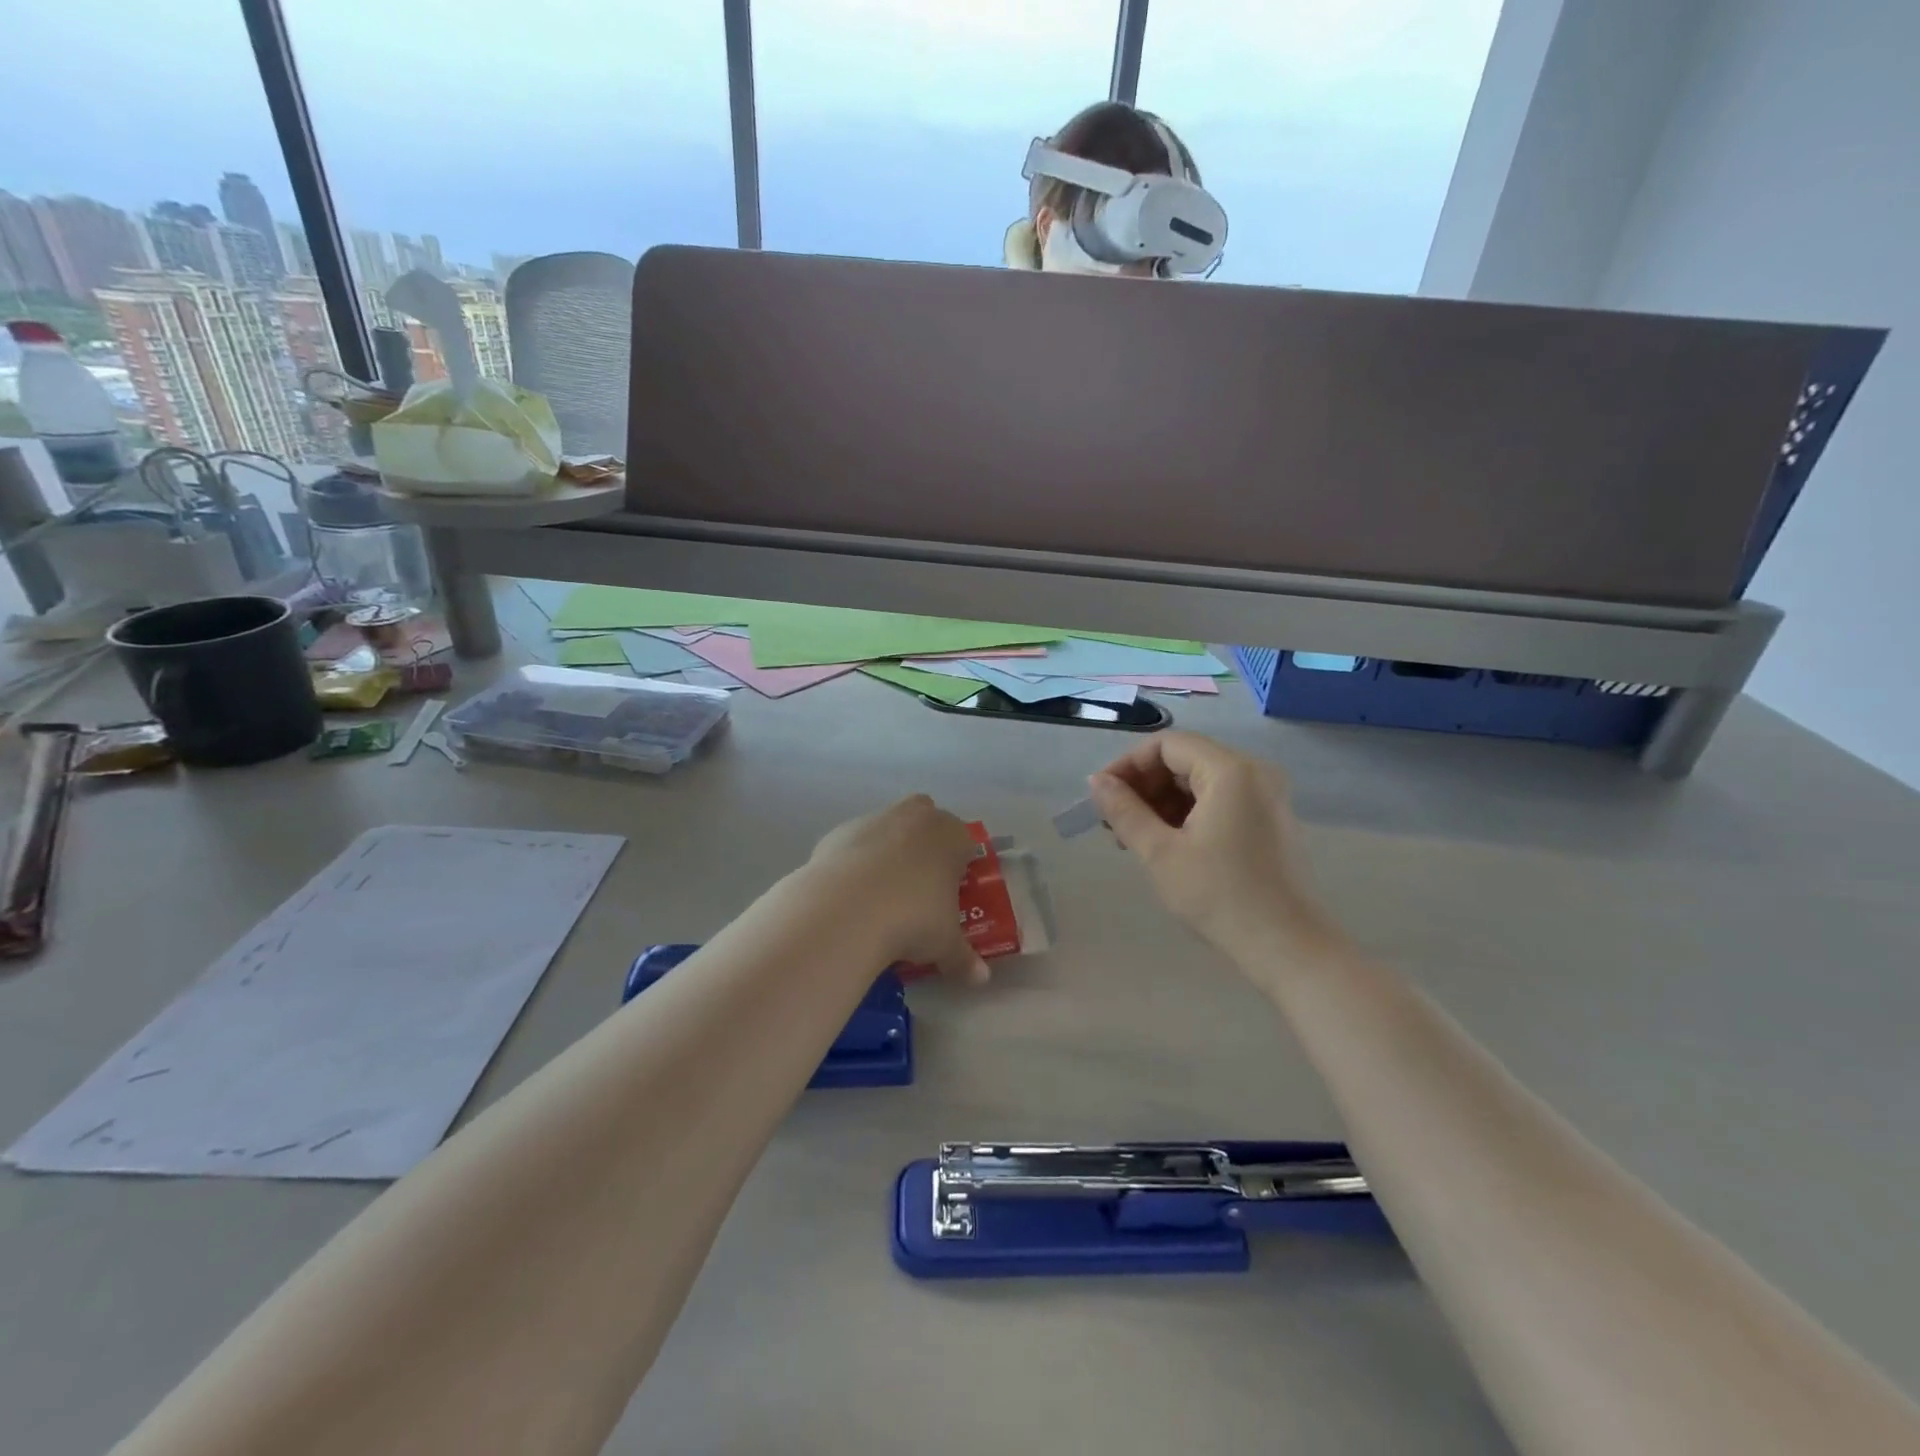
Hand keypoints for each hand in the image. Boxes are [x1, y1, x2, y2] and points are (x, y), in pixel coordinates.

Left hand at [809, 795, 990, 982]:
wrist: (845, 909)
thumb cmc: (912, 919)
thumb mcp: (944, 944)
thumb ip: (963, 958)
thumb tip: (980, 977)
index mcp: (951, 836)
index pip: (965, 842)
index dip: (960, 866)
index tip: (951, 893)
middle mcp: (915, 818)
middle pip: (926, 821)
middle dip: (925, 845)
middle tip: (919, 886)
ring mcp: (874, 820)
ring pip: (888, 829)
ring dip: (888, 851)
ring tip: (880, 896)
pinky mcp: (839, 832)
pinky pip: (854, 844)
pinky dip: (855, 862)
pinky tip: (850, 895)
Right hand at [1087, 732, 1334, 960]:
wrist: (1285, 946)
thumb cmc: (1219, 895)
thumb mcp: (1160, 852)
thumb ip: (1124, 810)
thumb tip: (1096, 782)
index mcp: (1231, 771)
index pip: (1167, 745)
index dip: (1128, 764)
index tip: (1101, 795)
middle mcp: (1253, 772)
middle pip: (1185, 759)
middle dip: (1144, 785)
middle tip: (1113, 820)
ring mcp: (1265, 796)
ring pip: (1200, 780)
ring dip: (1162, 801)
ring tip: (1133, 836)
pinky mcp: (1268, 819)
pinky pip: (1218, 799)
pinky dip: (1187, 812)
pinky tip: (1165, 842)